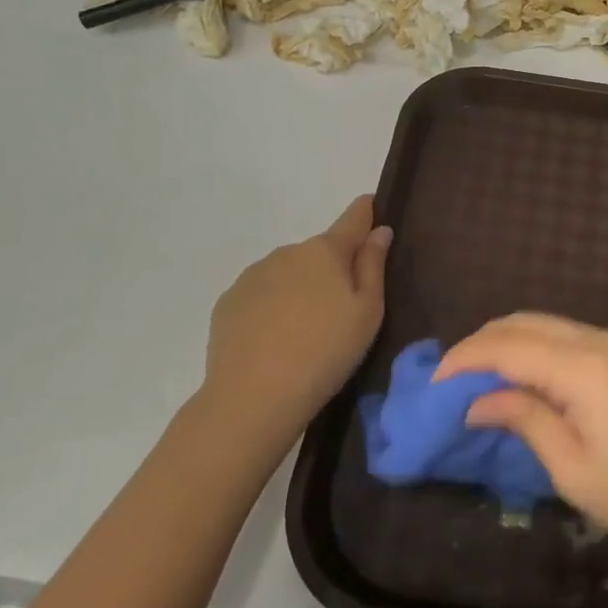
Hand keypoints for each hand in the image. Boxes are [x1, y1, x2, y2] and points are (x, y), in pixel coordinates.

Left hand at [203, 196, 391, 430]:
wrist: (253, 398)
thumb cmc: (326, 353)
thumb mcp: (368, 313)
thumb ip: (373, 266)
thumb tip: (379, 230)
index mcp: (325, 251)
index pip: (353, 218)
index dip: (366, 212)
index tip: (373, 209)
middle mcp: (287, 252)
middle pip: (319, 252)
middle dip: (332, 269)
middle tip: (341, 311)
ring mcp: (253, 275)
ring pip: (288, 273)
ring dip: (300, 289)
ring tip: (305, 334)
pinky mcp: (228, 302)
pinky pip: (261, 295)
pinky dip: (272, 308)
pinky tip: (275, 342)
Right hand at [444, 313, 607, 581]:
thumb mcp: (575, 470)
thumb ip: (525, 421)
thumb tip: (477, 401)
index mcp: (585, 365)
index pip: (507, 346)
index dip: (465, 359)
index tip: (434, 385)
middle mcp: (604, 339)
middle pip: (528, 323)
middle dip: (484, 343)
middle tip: (454, 380)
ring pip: (552, 325)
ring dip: (513, 344)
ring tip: (485, 380)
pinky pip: (577, 339)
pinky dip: (543, 350)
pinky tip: (531, 379)